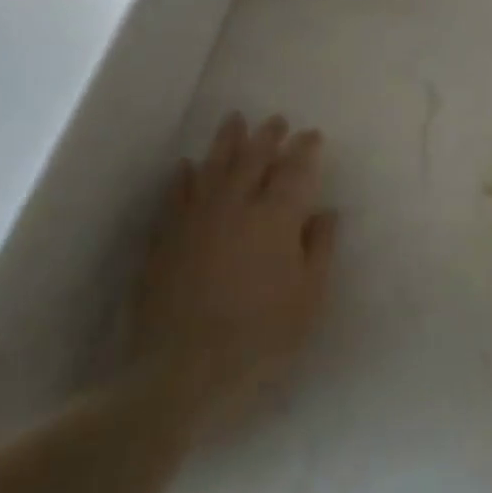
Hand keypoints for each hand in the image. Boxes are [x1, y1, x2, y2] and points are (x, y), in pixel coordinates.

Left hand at [130, 112, 336, 431]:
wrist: (181, 372)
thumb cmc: (259, 338)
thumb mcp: (308, 299)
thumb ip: (319, 249)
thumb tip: (326, 211)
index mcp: (276, 219)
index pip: (295, 171)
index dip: (305, 149)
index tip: (312, 135)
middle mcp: (236, 207)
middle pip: (253, 159)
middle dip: (267, 136)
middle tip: (276, 121)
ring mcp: (196, 220)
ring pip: (213, 167)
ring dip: (227, 142)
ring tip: (235, 121)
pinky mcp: (165, 238)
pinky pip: (175, 195)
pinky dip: (184, 176)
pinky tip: (187, 166)